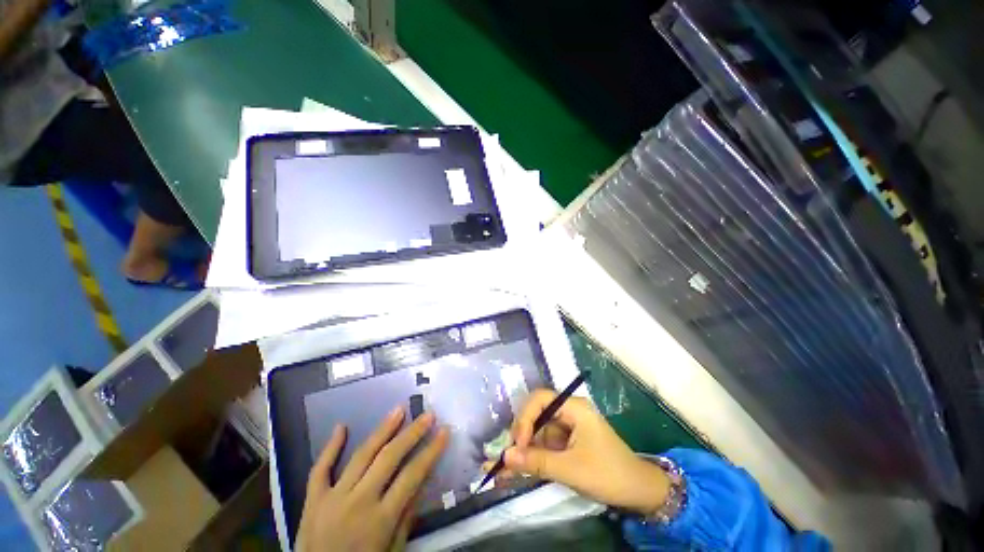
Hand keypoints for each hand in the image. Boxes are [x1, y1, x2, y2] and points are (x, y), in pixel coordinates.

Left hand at [297, 407, 448, 551]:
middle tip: (427, 415)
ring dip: (382, 430)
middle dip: (412, 433)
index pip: (412, 475)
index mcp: (380, 519)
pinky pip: (320, 469)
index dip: (431, 451)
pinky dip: (330, 447)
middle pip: (389, 458)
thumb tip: (422, 482)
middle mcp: (358, 502)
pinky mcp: (312, 500)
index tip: (445, 431)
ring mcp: (333, 498)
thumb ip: (406, 519)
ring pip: (361, 455)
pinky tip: (341, 426)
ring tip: (398, 410)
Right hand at [491, 389, 668, 515]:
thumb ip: (537, 461)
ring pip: (538, 432)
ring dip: (523, 450)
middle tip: (509, 457)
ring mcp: (568, 427)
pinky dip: (533, 457)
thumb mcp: (570, 469)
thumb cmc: (608, 474)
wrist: (640, 493)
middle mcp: (569, 412)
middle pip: (537, 414)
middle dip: (521, 435)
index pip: (540, 399)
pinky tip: (519, 471)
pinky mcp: (567, 442)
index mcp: (574, 408)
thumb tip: (505, 457)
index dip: (525, 417)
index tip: (518, 443)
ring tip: (506, 470)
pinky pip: (545, 445)